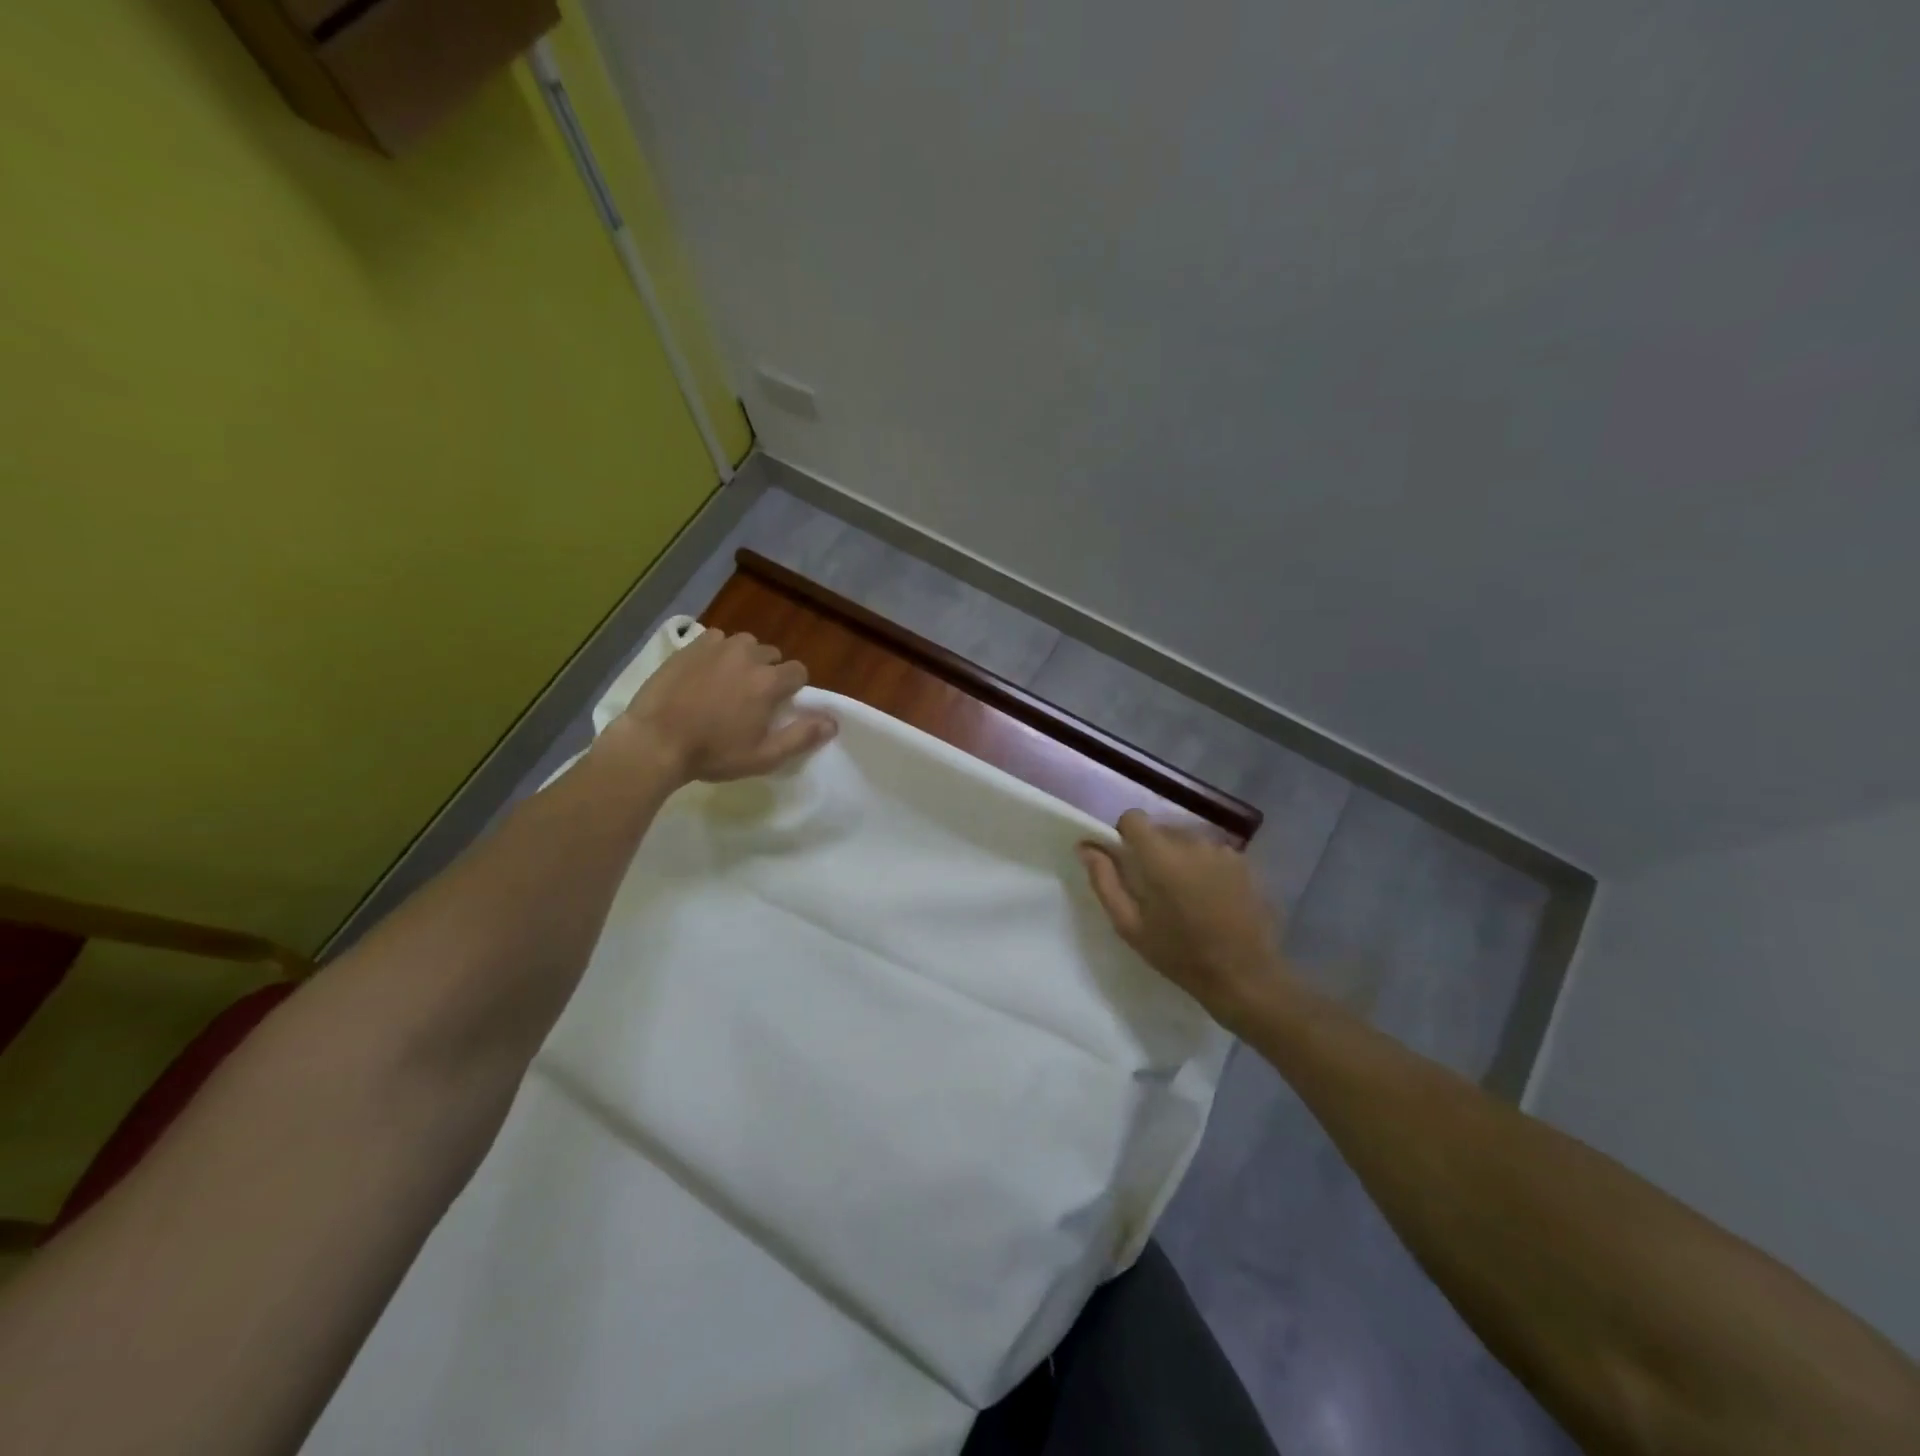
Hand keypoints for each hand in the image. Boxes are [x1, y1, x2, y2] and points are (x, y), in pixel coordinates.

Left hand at [610, 629, 836, 784]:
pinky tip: (705, 673)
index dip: (793, 689)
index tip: (778, 707)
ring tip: (729, 682)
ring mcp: (716, 648)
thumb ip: (801, 736)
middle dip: (769, 673)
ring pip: (745, 644)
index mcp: (769, 682)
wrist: (655, 741)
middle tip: (751, 699)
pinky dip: (718, 652)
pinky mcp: (690, 646)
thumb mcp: (763, 756)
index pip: (798, 671)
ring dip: (745, 659)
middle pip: (772, 655)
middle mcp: (748, 656)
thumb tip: (833, 721)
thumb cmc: (713, 754)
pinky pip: (716, 640)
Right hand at [1078, 811, 1292, 1032]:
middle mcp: (1193, 843)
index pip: (1134, 817)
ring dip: (1181, 858)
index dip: (1126, 835)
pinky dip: (1205, 867)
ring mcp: (1223, 851)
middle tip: (1157, 889)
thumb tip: (1086, 847)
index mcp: (1160, 856)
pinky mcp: (1244, 862)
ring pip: (1188, 840)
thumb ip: (1104, 880)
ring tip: (1186, 896)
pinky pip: (1212, 852)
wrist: (1245, 976)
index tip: (1128, 862)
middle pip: (1162, 829)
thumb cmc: (1180, 954)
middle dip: (1154, 851)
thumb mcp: (1130, 926)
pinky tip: (1211, 898)